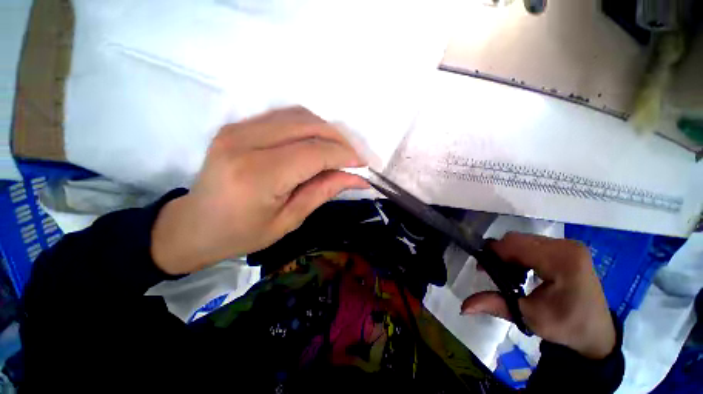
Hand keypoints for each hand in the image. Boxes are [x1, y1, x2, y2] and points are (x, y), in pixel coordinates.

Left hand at [151, 107, 368, 274]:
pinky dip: (308, 126)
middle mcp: (245, 142)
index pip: (314, 152)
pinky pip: (284, 116)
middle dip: (339, 140)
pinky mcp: (237, 126)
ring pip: (298, 115)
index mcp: (258, 174)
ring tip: (338, 152)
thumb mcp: (290, 219)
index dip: (344, 156)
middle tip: (353, 158)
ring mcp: (237, 129)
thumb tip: (358, 178)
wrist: (194, 226)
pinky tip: (316, 143)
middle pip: (308, 125)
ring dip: (325, 130)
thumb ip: (324, 191)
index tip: (363, 165)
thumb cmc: (242, 233)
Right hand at [461, 233, 616, 359]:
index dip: (493, 254)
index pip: (515, 245)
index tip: (482, 268)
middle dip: (500, 254)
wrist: (596, 332)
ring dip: (509, 254)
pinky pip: (533, 243)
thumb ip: (495, 305)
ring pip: (523, 239)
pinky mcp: (568, 248)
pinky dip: (520, 254)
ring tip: (508, 273)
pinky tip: (522, 269)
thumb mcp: (529, 317)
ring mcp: (569, 245)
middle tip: (493, 272)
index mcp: (563, 261)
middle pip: (517, 239)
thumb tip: (463, 307)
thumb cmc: (566, 326)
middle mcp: (567, 246)